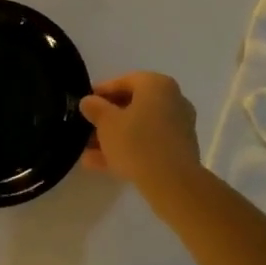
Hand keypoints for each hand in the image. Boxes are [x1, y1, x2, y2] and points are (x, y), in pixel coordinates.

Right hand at [80, 72, 201, 185]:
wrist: (173, 183)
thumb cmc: (137, 142)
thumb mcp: (107, 123)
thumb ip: (95, 108)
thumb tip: (89, 101)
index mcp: (157, 85)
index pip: (124, 81)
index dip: (101, 92)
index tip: (85, 103)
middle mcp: (173, 100)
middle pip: (133, 105)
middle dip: (108, 118)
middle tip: (88, 128)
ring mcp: (179, 126)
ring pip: (140, 127)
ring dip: (115, 138)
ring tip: (89, 151)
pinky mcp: (180, 150)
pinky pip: (149, 144)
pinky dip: (129, 150)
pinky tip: (103, 165)